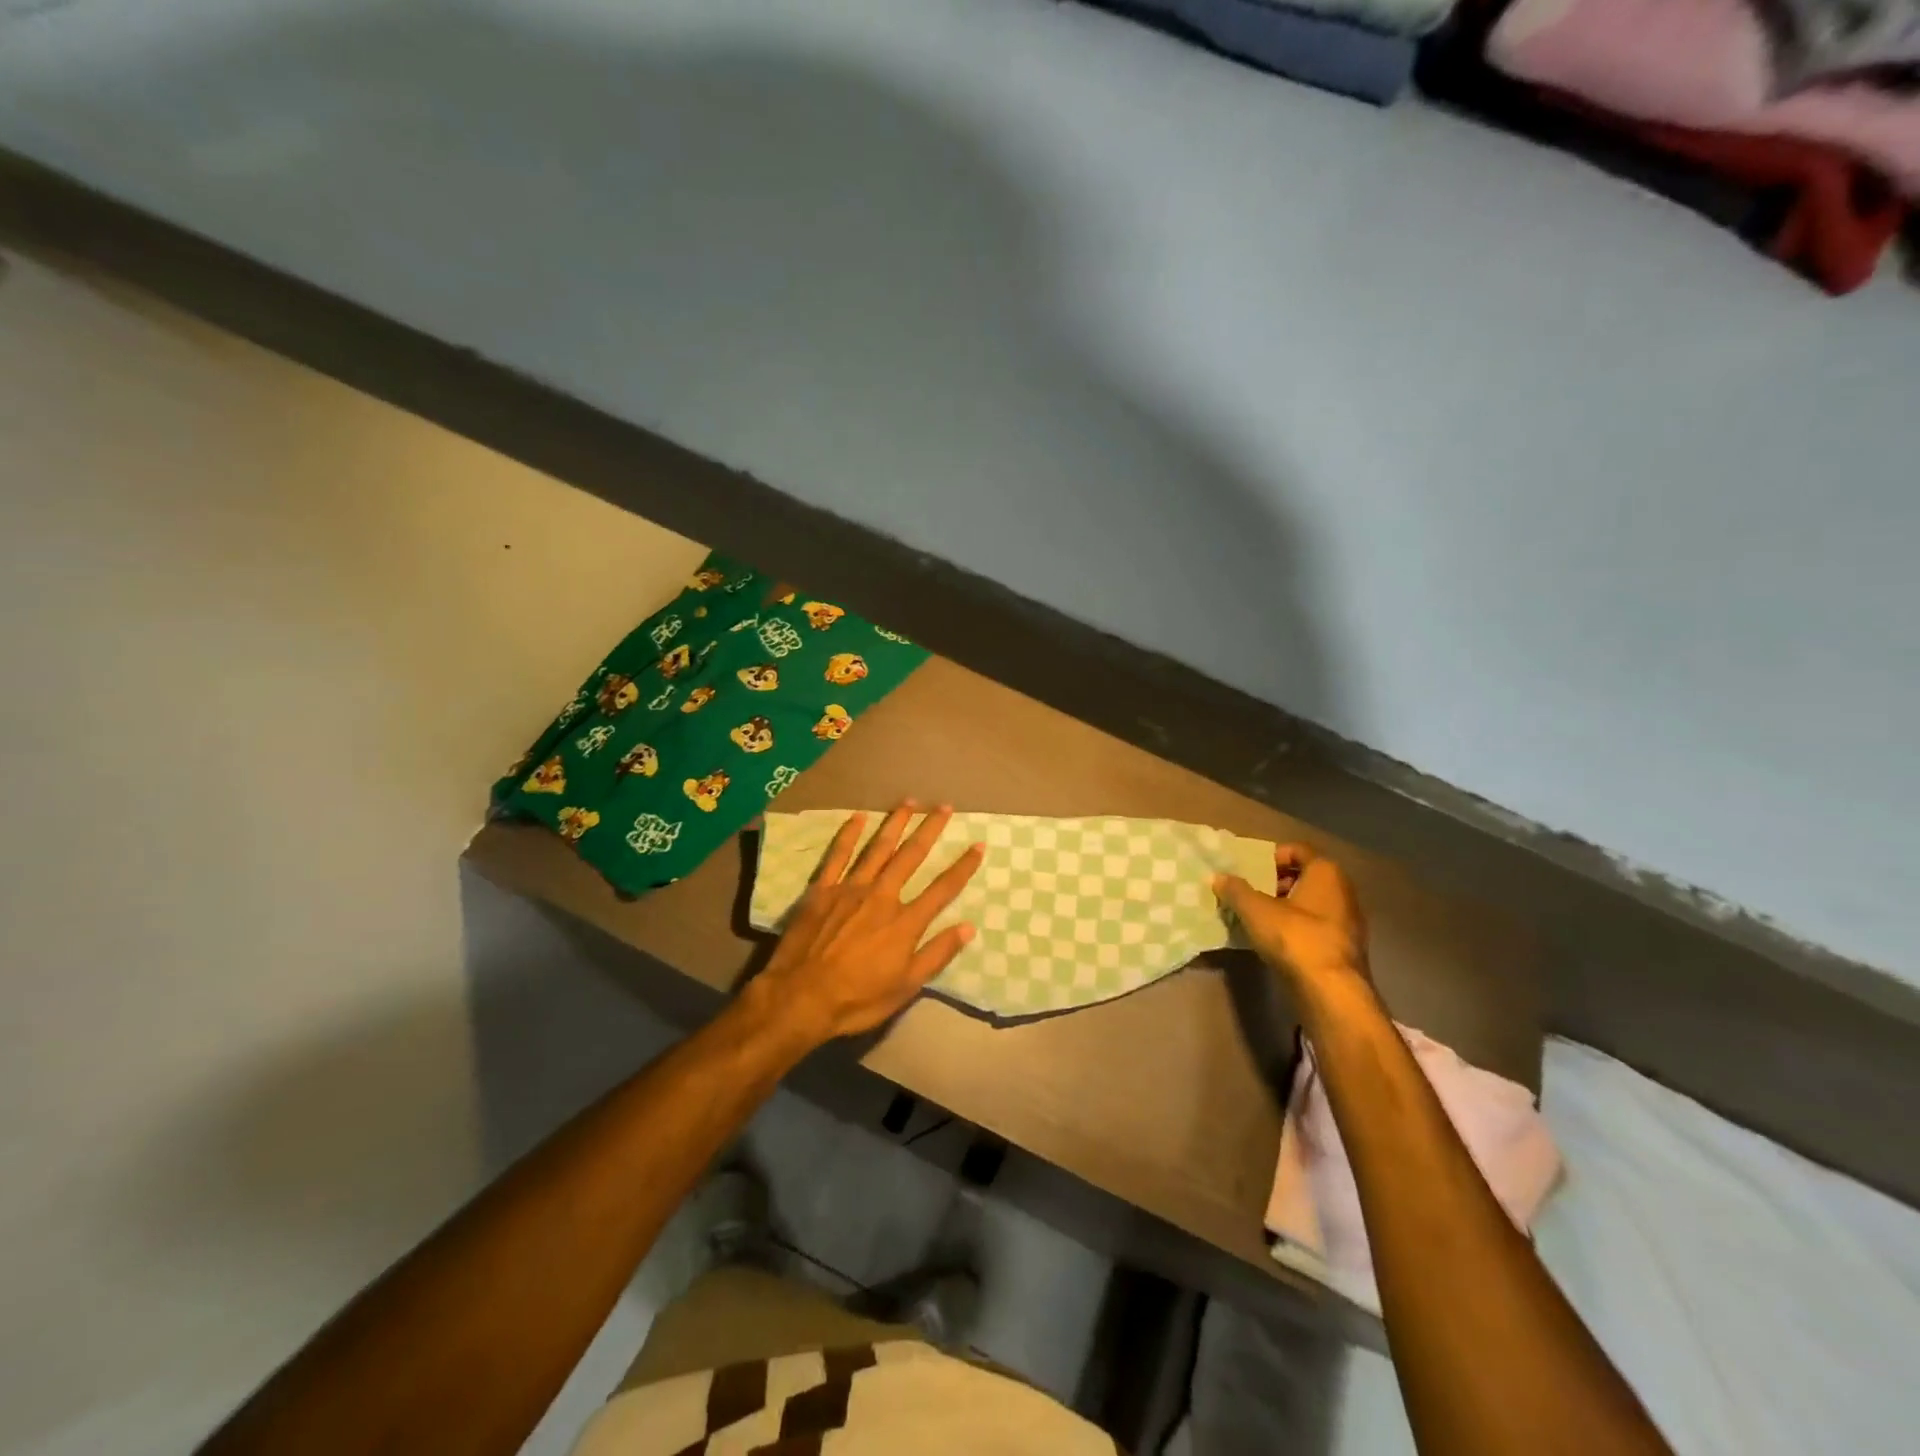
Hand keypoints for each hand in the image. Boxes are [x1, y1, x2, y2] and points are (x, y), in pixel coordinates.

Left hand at [753, 802, 984, 1043]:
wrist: (800, 998)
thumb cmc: (857, 999)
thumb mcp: (905, 987)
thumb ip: (936, 955)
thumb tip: (968, 927)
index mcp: (905, 922)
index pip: (942, 889)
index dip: (962, 867)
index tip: (978, 846)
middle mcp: (882, 896)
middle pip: (911, 856)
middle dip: (931, 830)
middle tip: (945, 806)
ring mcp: (850, 888)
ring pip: (878, 848)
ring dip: (896, 823)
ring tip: (910, 802)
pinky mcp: (823, 889)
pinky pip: (838, 855)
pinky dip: (849, 834)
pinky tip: (859, 816)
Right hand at [1214, 842, 1369, 987]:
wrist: (1331, 992)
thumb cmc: (1295, 937)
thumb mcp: (1255, 910)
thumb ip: (1236, 890)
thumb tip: (1219, 877)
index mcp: (1326, 873)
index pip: (1298, 849)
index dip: (1272, 855)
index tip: (1251, 870)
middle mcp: (1344, 891)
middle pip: (1305, 876)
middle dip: (1276, 882)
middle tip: (1251, 893)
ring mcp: (1348, 921)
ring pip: (1311, 903)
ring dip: (1285, 906)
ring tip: (1258, 918)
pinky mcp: (1345, 948)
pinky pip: (1316, 926)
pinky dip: (1296, 928)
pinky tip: (1275, 941)